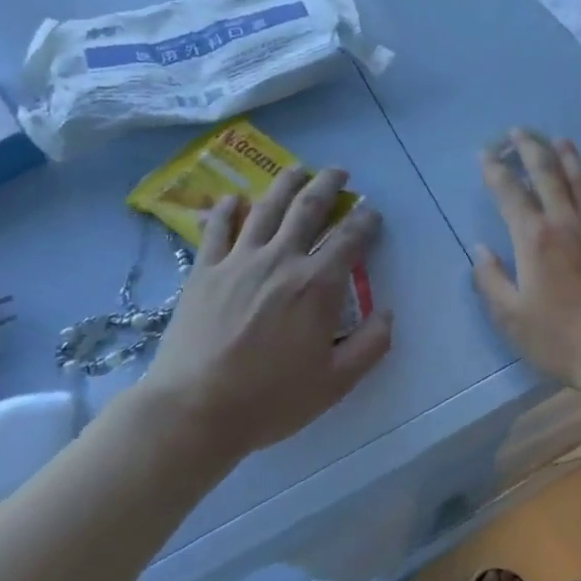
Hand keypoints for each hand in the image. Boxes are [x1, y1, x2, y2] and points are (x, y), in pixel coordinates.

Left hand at [131, 166, 391, 477]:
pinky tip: (236, 198)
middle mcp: (281, 261)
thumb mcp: (336, 382)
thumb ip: (371, 345)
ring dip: (286, 184)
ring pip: (266, 208)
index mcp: (317, 286)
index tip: (372, 213)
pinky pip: (217, 229)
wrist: (193, 410)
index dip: (366, 221)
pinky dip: (228, 209)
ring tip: (298, 169)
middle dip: (328, 185)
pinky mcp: (204, 271)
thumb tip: (388, 312)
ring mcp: (238, 262)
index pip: (350, 239)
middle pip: (308, 209)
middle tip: (339, 172)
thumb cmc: (271, 399)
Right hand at [473, 130, 580, 389]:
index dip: (495, 170)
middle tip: (518, 132)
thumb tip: (479, 249)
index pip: (510, 192)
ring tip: (558, 140)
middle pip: (546, 173)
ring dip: (567, 157)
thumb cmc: (561, 337)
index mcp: (534, 238)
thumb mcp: (511, 317)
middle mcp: (565, 221)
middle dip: (529, 148)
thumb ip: (490, 280)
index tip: (486, 154)